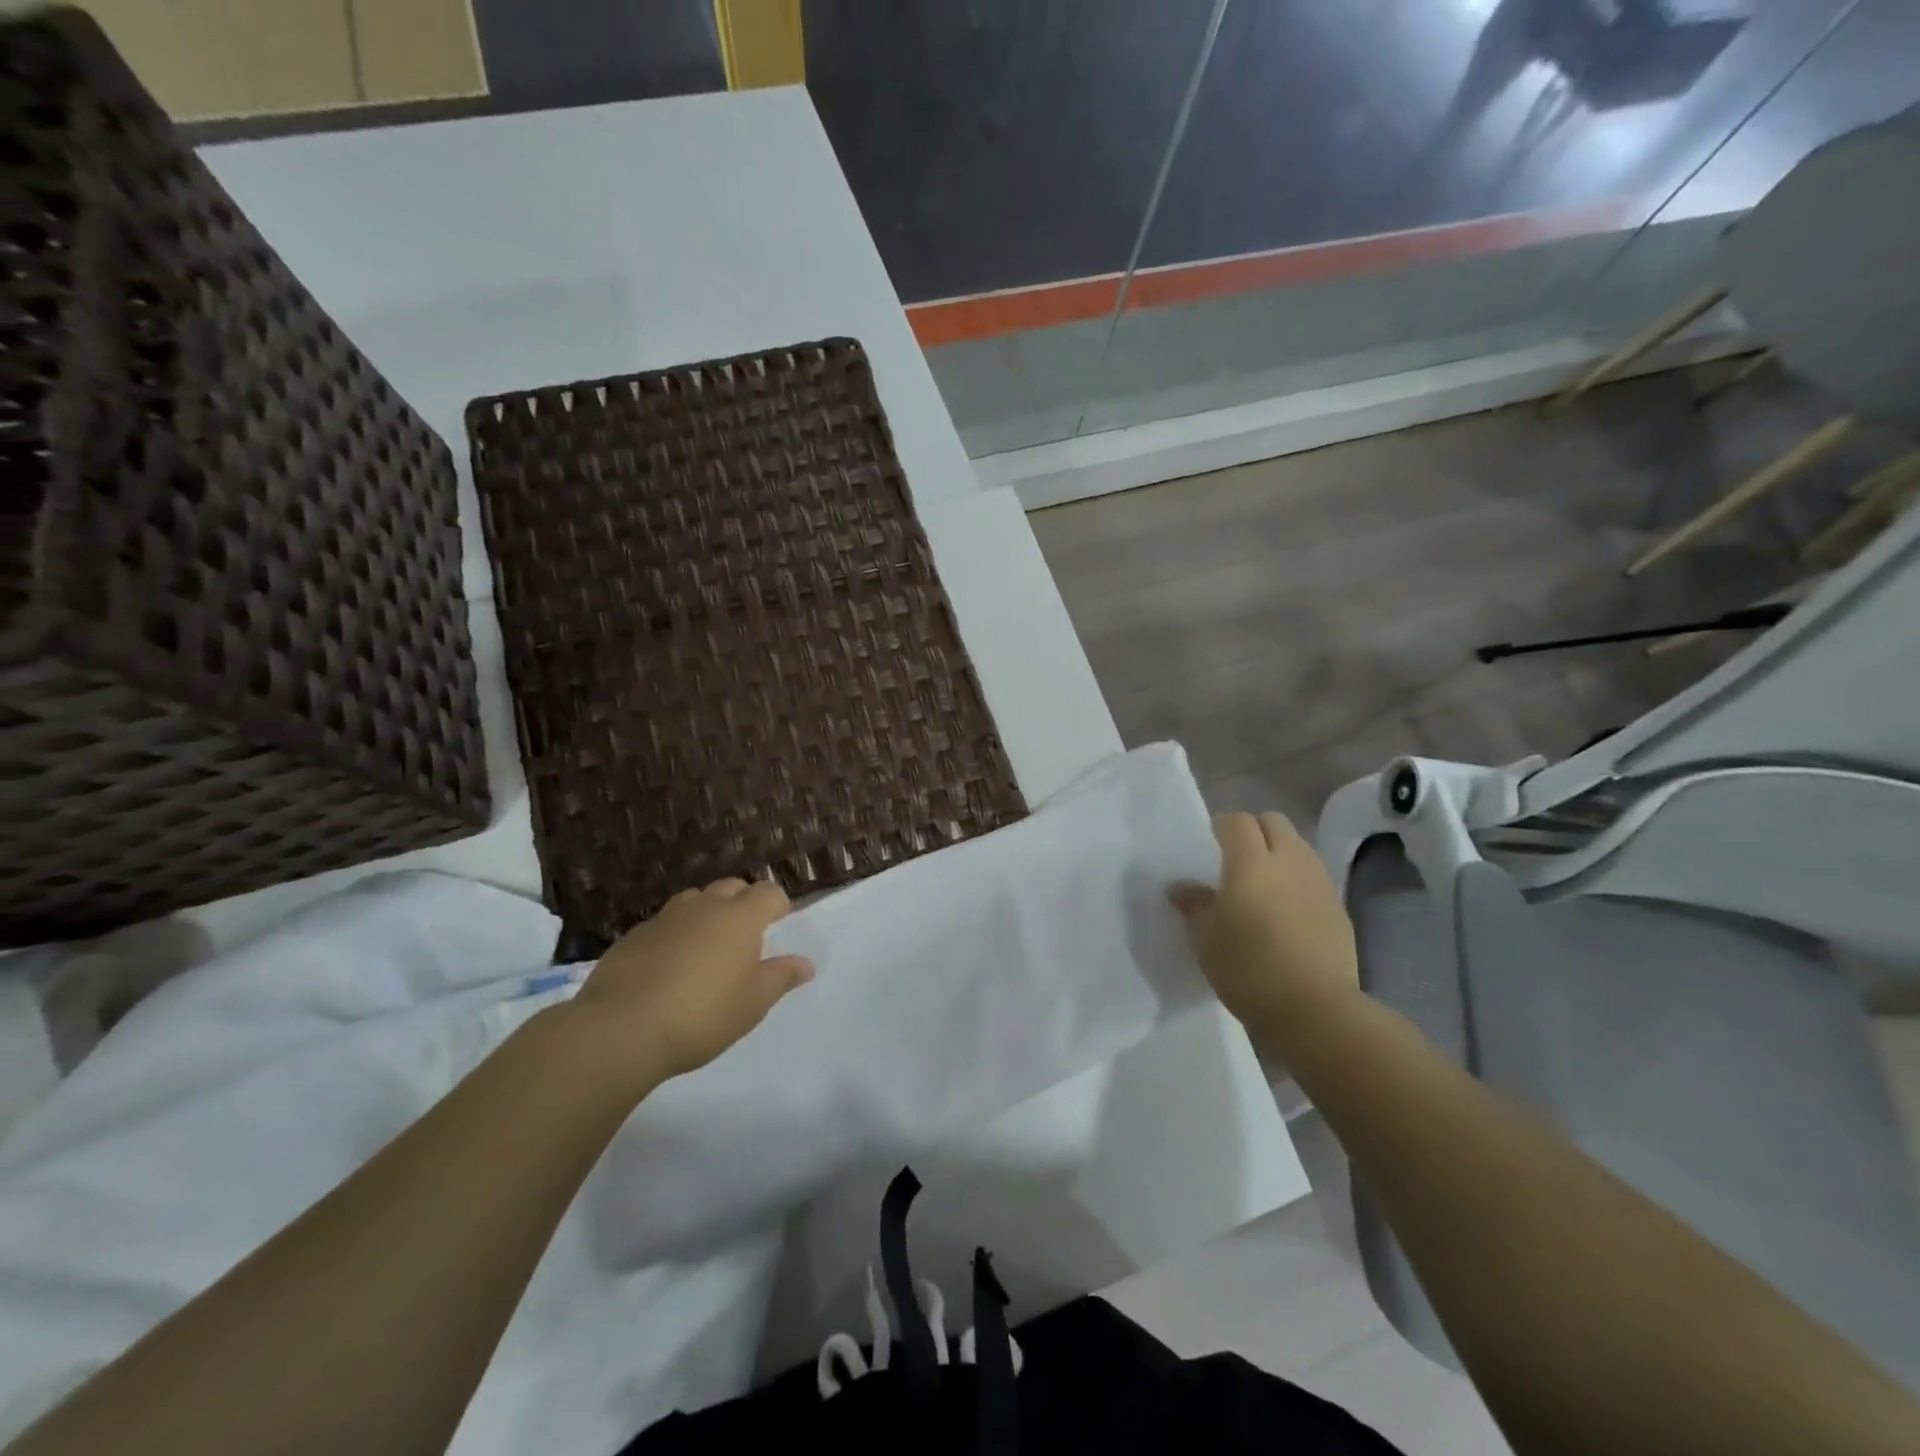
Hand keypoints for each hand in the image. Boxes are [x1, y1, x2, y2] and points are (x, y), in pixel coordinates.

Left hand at [566, 878, 813, 1089]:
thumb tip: (806, 963)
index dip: (778, 904)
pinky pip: (664, 923)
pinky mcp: (633, 936)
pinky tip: (669, 966)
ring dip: (707, 913)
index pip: (768, 892)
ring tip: (707, 947)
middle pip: (731, 887)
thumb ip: (781, 977)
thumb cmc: (701, 1015)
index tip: (779, 923)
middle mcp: (704, 907)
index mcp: (739, 918)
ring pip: (694, 900)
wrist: (620, 1030)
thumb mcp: (753, 1004)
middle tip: (746, 935)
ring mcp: (665, 918)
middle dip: (743, 902)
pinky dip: (675, 934)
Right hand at [1169, 812, 1360, 1049]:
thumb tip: (1181, 888)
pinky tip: (1286, 912)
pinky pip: (1313, 878)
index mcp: (1251, 862)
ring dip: (1279, 853)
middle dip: (1254, 830)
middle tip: (1235, 858)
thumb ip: (1195, 905)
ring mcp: (1319, 883)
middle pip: (1274, 822)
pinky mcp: (1339, 908)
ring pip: (1298, 847)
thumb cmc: (1248, 968)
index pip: (1237, 821)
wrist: (1315, 1010)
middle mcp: (1289, 861)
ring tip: (1262, 885)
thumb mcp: (1206, 939)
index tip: (1208, 844)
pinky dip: (1297, 882)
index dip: (1221, 826)